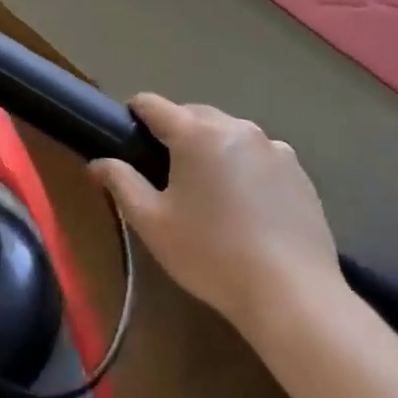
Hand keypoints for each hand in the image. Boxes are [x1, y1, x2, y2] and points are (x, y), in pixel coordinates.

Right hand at [90, 94, 341, 327]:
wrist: (291, 293)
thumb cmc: (210, 254)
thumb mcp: (152, 222)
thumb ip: (121, 182)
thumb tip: (98, 162)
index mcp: (196, 133)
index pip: (152, 104)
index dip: (133, 115)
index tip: (126, 138)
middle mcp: (237, 128)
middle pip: (193, 115)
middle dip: (174, 133)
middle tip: (164, 175)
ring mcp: (274, 148)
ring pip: (229, 134)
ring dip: (212, 149)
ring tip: (208, 192)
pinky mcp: (299, 172)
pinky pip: (259, 156)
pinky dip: (244, 168)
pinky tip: (245, 208)